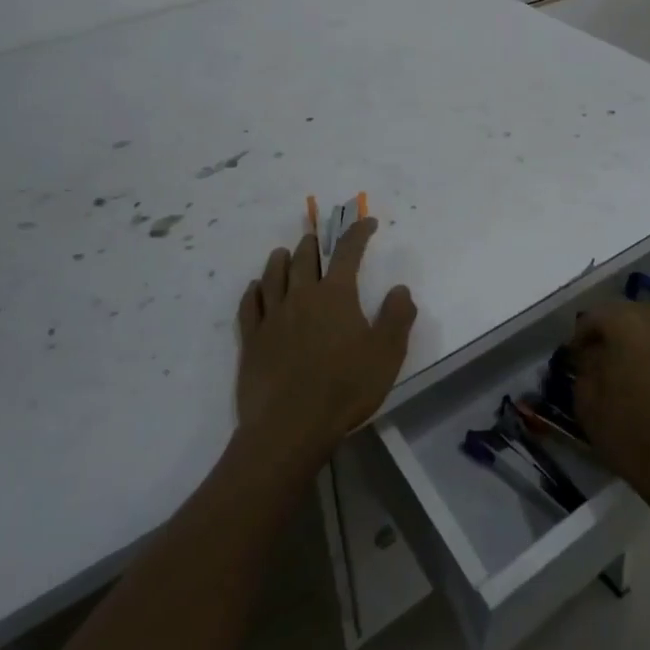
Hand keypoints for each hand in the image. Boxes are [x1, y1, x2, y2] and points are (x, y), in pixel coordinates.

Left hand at [235, 218, 416, 459]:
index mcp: (335, 295)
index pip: (348, 252)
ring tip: (283, 252)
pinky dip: (253, 291)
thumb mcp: (387, 354)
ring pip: (273, 276)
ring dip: (280, 260)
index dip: (358, 233)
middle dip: (314, 244)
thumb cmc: (345, 388)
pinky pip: (249, 306)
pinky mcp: (252, 341)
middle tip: (318, 239)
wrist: (290, 426)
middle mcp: (301, 296)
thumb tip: (400, 289)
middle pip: (304, 258)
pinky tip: (255, 289)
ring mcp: (273, 317)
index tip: (366, 223)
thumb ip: (397, 317)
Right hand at [570, 300, 649, 516]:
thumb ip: (584, 367)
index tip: (574, 359)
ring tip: (626, 369)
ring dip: (636, 341)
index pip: (594, 316)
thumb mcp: (587, 402)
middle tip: (598, 358)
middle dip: (610, 331)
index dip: (580, 336)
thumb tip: (588, 354)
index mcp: (627, 324)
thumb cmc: (630, 434)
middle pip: (626, 314)